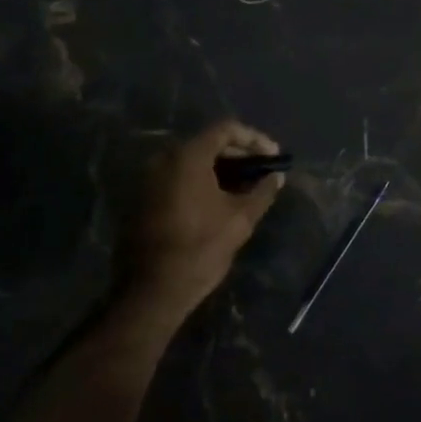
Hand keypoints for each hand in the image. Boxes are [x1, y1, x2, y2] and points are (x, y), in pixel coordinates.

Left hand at [130, 120, 283, 315]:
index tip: (273, 156)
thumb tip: (276, 178)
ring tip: (247, 187)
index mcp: (188, 157)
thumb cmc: (199, 249)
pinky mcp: (144, 199)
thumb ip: (262, 192)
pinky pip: (179, 178)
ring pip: (193, 162)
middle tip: (263, 171)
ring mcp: (150, 179)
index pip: (226, 129)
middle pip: (208, 143)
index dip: (254, 139)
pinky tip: (221, 200)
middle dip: (240, 154)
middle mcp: (164, 160)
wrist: (150, 292)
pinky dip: (202, 182)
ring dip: (222, 170)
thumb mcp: (240, 219)